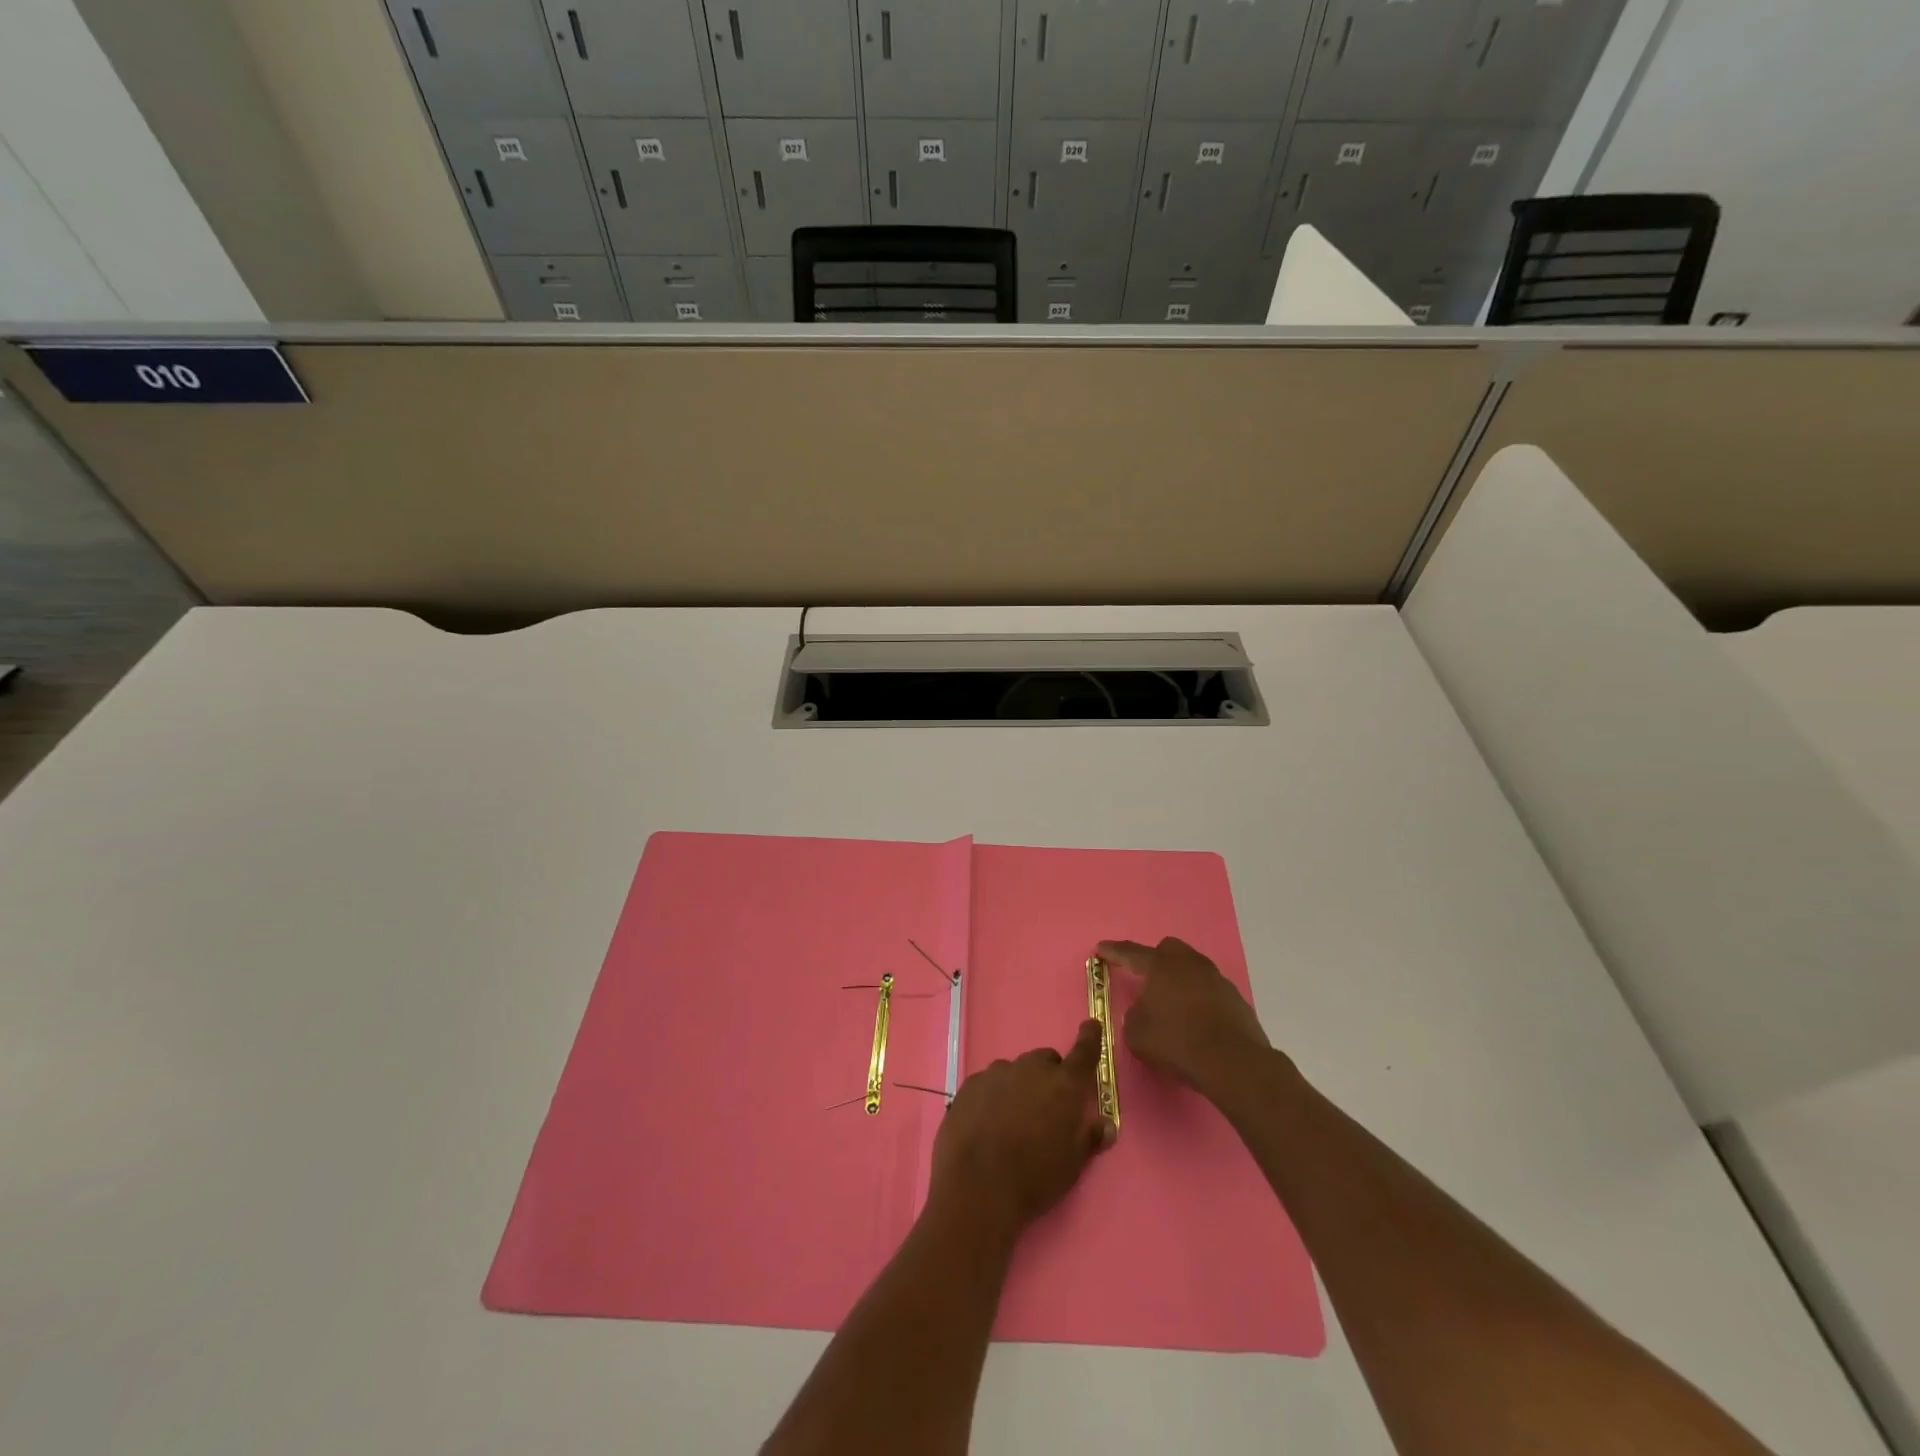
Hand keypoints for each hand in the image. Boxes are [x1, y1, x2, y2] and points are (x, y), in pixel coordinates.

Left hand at [928, 1020, 1115, 1239]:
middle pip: (1045, 1061)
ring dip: (1019, 1087)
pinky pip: (989, 1083)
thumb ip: (1090, 1137)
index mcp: (1064, 1086)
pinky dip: (993, 1097)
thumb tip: (1105, 1124)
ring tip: (1012, 1122)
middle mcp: (1031, 1070)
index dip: (1089, 1038)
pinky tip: (987, 1125)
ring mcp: (997, 1073)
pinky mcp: (970, 1084)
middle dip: (1049, 1077)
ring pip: (1015, 1071)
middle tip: (1046, 1109)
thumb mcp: (1072, 1165)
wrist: (977, 1188)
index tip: (1091, 1025)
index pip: (1083, 1052)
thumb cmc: (1034, 1178)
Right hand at [1097, 937, 1275, 1101]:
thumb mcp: (1137, 1034)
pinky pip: (1210, 991)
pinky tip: (1197, 1022)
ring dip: (1180, 981)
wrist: (1232, 1062)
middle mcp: (1188, 963)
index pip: (1130, 953)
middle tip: (1147, 980)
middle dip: (1155, 960)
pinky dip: (1200, 1000)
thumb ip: (1134, 1016)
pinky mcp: (1235, 998)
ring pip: (1192, 969)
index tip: (1101, 948)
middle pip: (1168, 950)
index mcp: (1159, 965)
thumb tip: (1144, 1012)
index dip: (1113, 951)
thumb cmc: (1176, 1041)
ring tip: (1173, 1006)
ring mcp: (1215, 978)